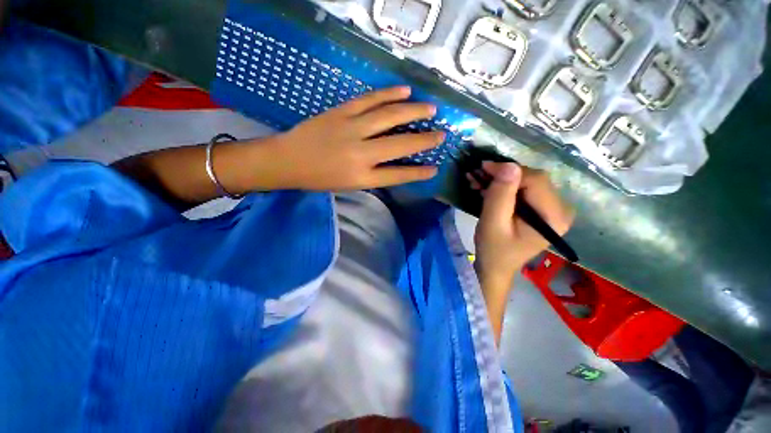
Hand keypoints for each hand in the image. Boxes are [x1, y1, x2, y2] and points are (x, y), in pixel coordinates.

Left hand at [267, 86, 442, 190]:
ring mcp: (351, 129)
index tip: (434, 169)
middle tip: (441, 134)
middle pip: (399, 145)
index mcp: (361, 177)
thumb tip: (395, 164)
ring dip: (413, 112)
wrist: (288, 160)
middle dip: (423, 140)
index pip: (397, 175)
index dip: (417, 173)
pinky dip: (388, 94)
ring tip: (430, 109)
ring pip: (388, 117)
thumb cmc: (319, 178)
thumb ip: (373, 175)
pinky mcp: (341, 112)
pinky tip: (404, 91)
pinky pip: (369, 100)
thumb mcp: (349, 185)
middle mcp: (360, 154)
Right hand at [473, 162, 574, 290]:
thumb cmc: (493, 249)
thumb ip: (500, 195)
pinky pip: (524, 190)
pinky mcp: (542, 209)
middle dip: (503, 176)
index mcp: (553, 217)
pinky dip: (504, 187)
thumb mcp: (492, 223)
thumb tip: (508, 165)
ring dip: (501, 180)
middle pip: (532, 179)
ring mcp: (552, 209)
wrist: (496, 267)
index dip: (508, 170)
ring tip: (478, 182)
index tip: (481, 168)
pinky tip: (488, 189)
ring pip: (526, 182)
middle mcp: (560, 210)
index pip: (535, 180)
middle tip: (477, 176)